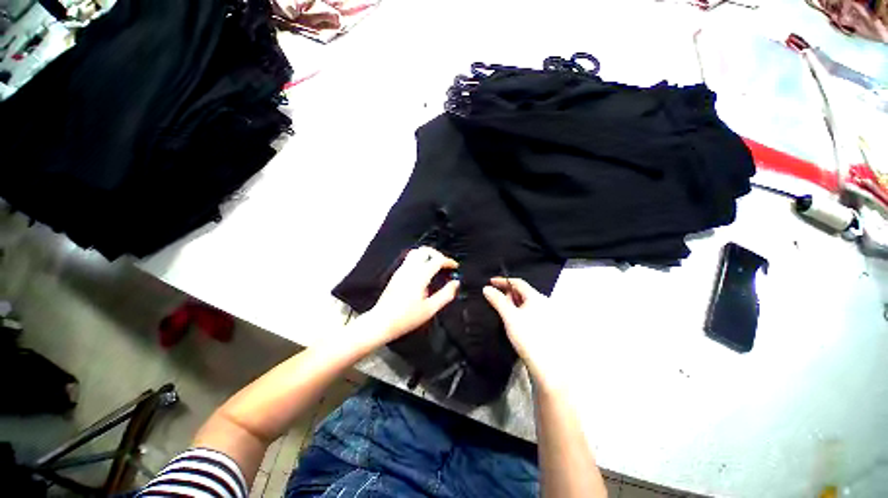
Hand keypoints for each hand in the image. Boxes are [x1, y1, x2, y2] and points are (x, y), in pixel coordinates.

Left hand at [363, 246, 459, 345]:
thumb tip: (456, 283)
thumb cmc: (407, 318)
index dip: (448, 261)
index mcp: (420, 276)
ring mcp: (401, 270)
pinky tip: (424, 273)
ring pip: (416, 252)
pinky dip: (420, 260)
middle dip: (438, 254)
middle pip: (425, 250)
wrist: (382, 322)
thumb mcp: (430, 309)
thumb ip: (446, 294)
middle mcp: (410, 269)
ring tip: (435, 267)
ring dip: (428, 256)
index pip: (437, 260)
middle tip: (445, 265)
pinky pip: (410, 259)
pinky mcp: (396, 274)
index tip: (455, 267)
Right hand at [483, 277, 559, 388]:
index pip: (518, 282)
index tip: (490, 282)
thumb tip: (487, 288)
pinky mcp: (544, 325)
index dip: (503, 280)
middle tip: (494, 298)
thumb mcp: (509, 316)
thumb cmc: (527, 336)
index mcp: (536, 297)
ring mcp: (545, 314)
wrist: (546, 364)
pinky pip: (529, 311)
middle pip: (522, 292)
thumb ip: (498, 301)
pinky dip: (518, 311)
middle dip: (507, 292)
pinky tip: (512, 319)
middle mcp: (543, 302)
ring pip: (525, 302)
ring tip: (502, 309)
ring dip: (512, 302)